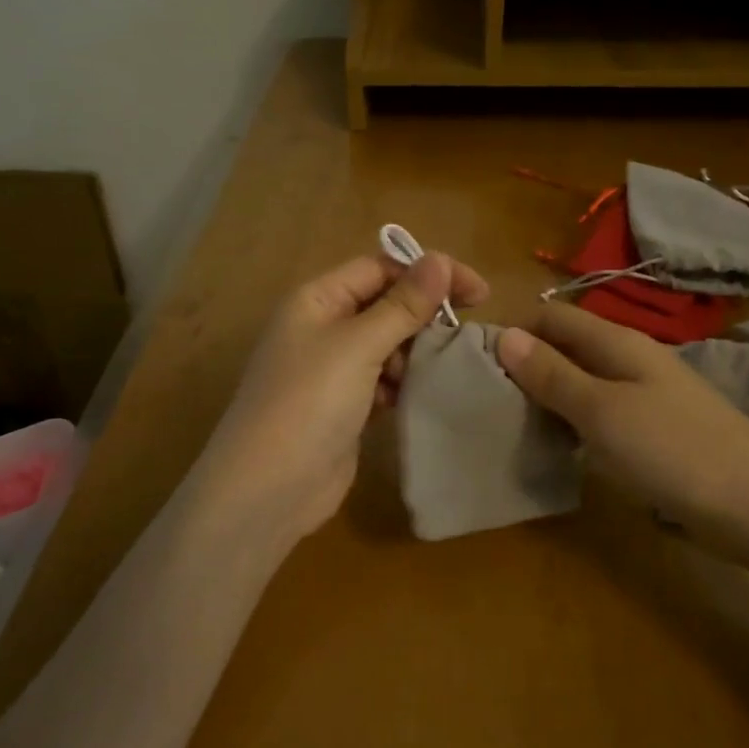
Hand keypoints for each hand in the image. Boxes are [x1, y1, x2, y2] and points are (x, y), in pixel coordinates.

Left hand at [190, 251, 490, 548]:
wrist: (269, 488)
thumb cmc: (310, 402)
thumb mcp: (358, 345)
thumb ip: (403, 304)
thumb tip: (439, 259)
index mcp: (317, 299)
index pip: (380, 268)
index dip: (428, 273)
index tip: (479, 293)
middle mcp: (323, 327)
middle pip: (385, 305)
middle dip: (424, 315)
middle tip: (466, 332)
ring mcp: (332, 370)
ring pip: (387, 345)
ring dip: (416, 351)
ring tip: (442, 367)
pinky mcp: (345, 406)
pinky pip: (383, 380)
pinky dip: (403, 383)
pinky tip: (419, 394)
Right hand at [496, 304, 748, 567]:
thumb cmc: (673, 450)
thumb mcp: (602, 411)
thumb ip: (552, 374)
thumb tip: (504, 337)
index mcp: (617, 342)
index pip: (552, 316)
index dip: (514, 331)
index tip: (475, 363)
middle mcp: (631, 359)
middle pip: (566, 347)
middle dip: (526, 364)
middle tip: (486, 399)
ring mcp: (645, 395)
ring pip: (581, 381)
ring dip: (547, 395)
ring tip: (510, 423)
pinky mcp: (653, 429)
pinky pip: (599, 412)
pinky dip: (572, 421)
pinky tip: (558, 446)